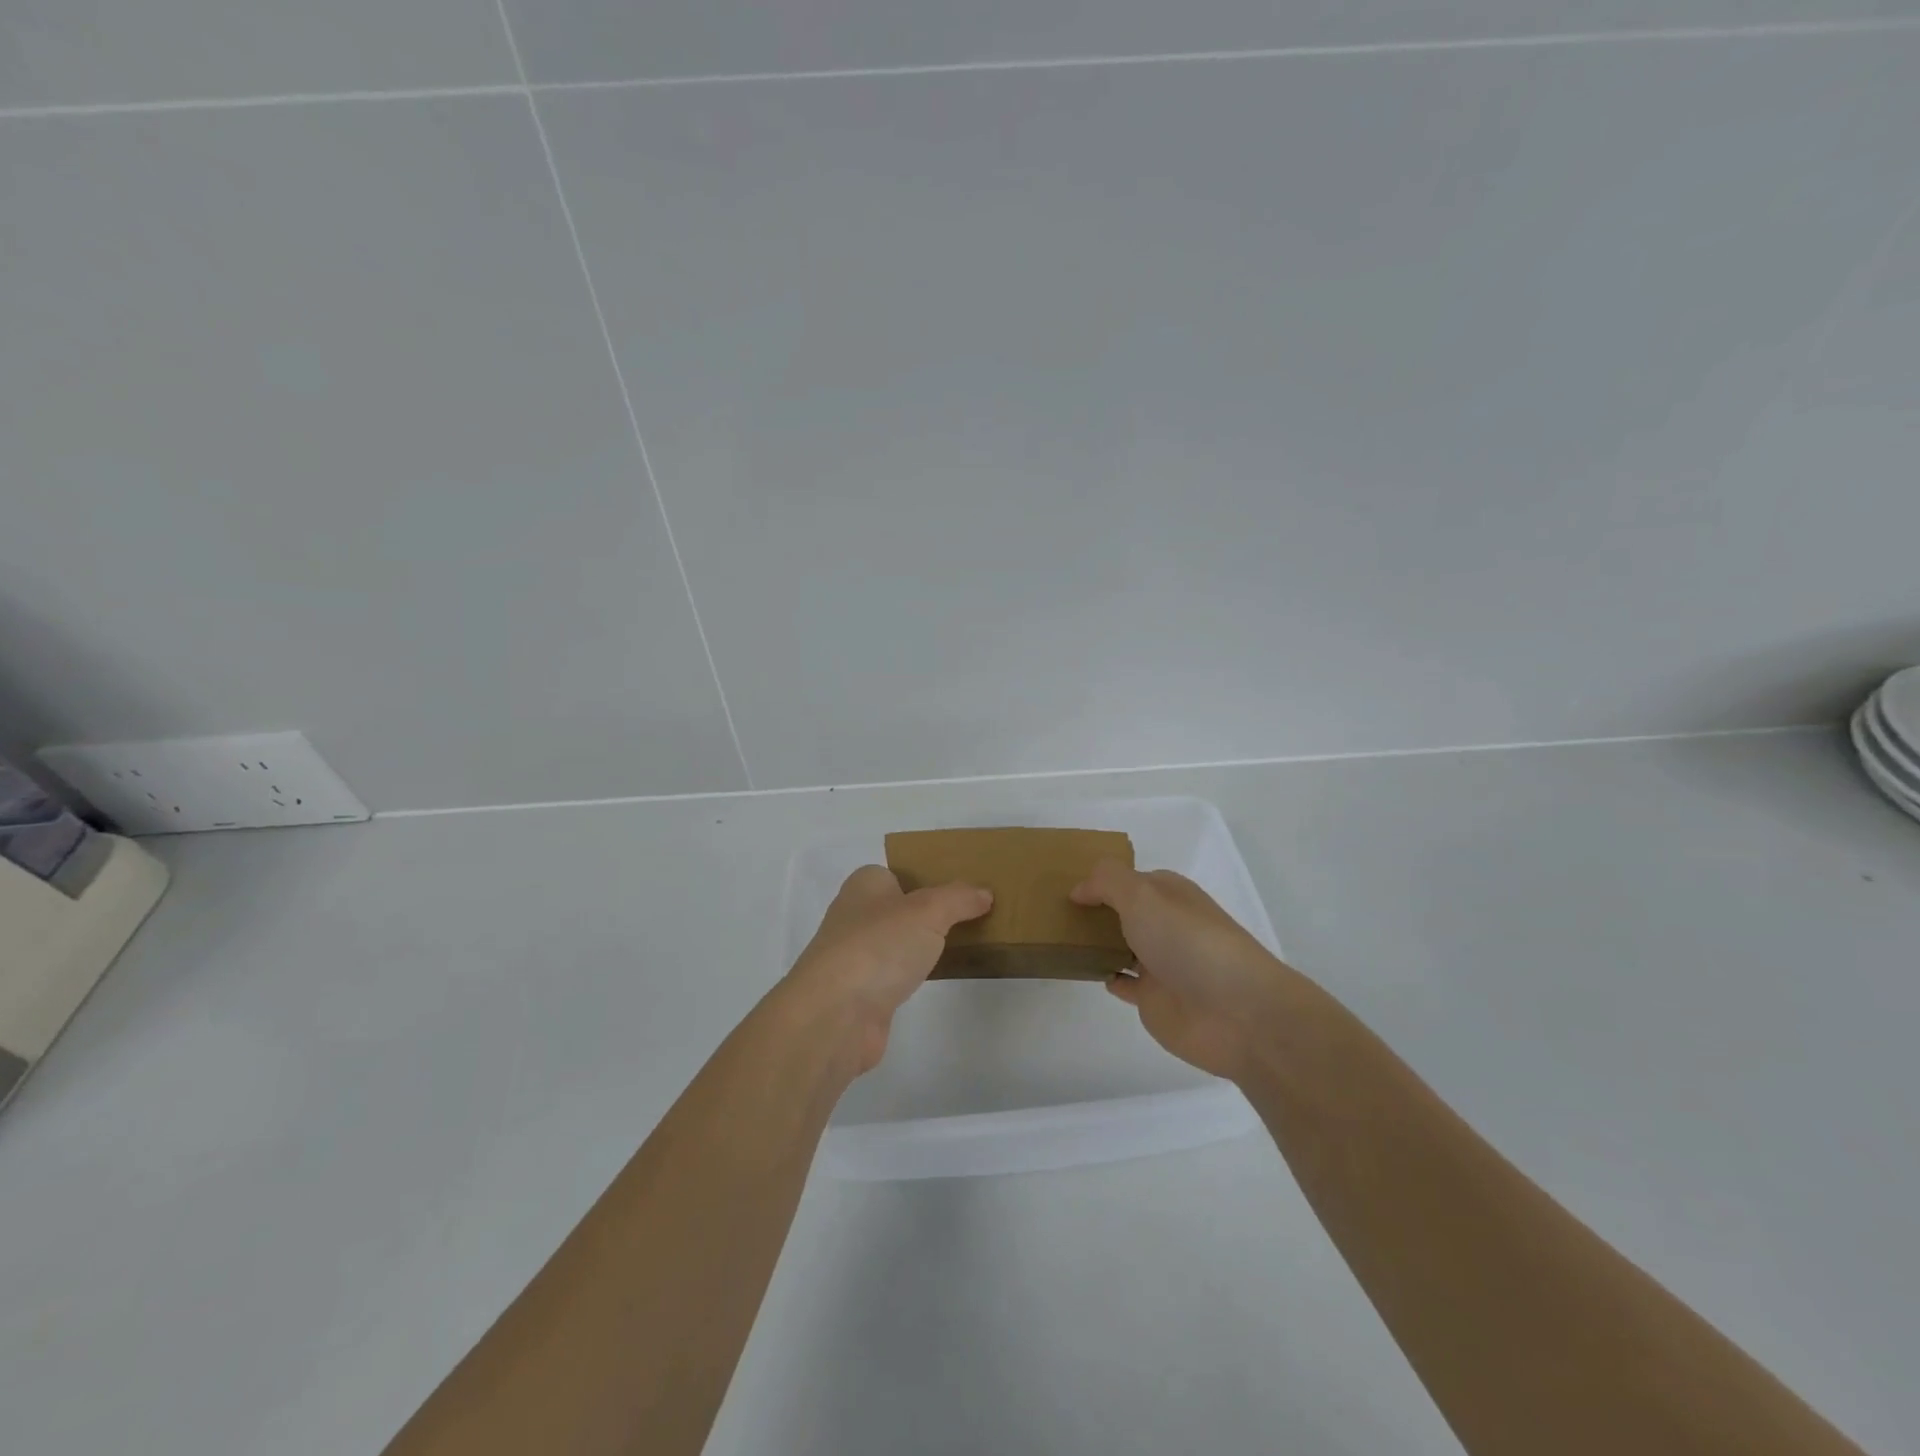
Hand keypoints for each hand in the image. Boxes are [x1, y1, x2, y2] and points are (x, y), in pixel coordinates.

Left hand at [782, 865, 990, 1076]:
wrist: (836, 1015)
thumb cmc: (878, 946)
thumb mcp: (928, 910)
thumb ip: (958, 898)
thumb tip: (984, 893)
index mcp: (864, 885)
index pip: (897, 872)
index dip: (927, 877)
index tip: (963, 889)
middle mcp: (855, 916)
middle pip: (900, 908)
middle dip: (931, 913)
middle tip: (972, 916)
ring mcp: (856, 957)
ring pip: (899, 942)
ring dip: (924, 946)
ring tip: (966, 945)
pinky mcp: (862, 993)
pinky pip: (897, 974)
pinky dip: (916, 975)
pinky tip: (940, 977)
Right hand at [1071, 861, 1294, 1083]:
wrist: (1237, 1013)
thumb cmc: (1189, 942)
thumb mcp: (1143, 895)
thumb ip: (1107, 883)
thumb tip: (1079, 889)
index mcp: (1170, 894)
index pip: (1130, 879)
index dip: (1100, 880)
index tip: (1062, 884)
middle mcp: (1167, 925)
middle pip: (1126, 912)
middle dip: (1097, 909)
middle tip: (1053, 910)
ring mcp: (1162, 964)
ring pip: (1123, 945)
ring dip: (1099, 942)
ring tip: (1060, 937)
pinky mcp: (1157, 1000)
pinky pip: (1126, 983)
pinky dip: (1109, 975)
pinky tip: (1087, 971)